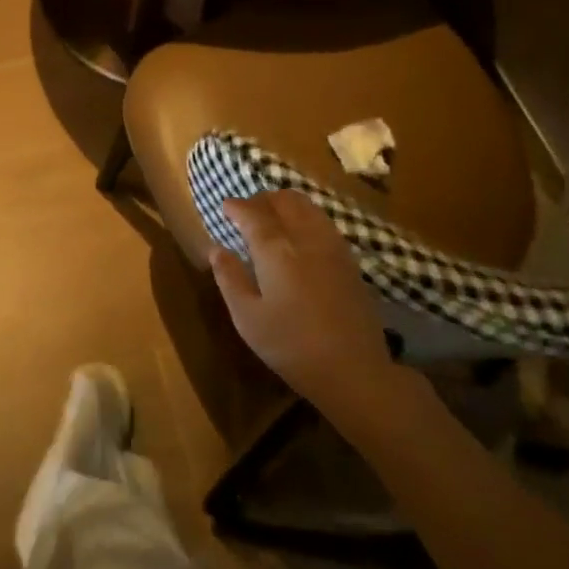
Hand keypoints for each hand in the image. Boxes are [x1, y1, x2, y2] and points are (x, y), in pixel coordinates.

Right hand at [208, 190, 391, 409]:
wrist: (353, 368)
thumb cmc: (291, 346)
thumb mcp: (247, 318)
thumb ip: (230, 278)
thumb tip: (216, 249)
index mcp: (276, 250)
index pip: (253, 214)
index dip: (237, 206)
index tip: (225, 206)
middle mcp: (305, 237)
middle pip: (284, 201)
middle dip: (262, 199)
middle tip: (247, 211)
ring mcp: (332, 246)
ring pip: (308, 206)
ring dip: (286, 204)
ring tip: (272, 217)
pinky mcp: (349, 259)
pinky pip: (323, 221)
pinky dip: (306, 216)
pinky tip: (300, 234)